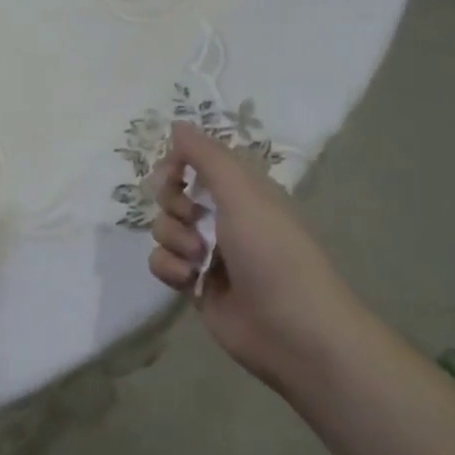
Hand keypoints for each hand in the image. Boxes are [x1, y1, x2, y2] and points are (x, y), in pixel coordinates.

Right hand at [148, 121, 363, 387]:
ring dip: (173, 239)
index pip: (198, 162)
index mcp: (242, 192)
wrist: (292, 331)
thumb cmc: (272, 253)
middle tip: (190, 217)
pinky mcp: (195, 285)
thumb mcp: (242, 194)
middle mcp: (224, 218)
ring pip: (164, 229)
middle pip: (174, 194)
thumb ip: (206, 157)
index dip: (178, 164)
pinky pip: (162, 263)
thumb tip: (177, 123)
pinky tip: (188, 280)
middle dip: (172, 204)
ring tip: (198, 259)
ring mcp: (208, 253)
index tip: (172, 173)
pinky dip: (169, 268)